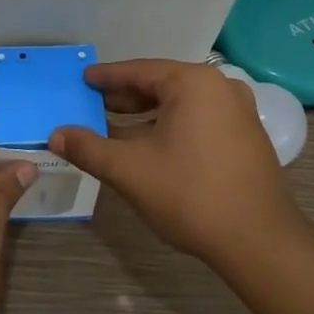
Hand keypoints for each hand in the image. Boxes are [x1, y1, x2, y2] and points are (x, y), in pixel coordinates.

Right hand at [49, 59, 298, 265]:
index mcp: (193, 83)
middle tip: (94, 105)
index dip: (107, 77)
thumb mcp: (129, 170)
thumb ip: (88, 148)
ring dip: (147, 116)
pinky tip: (151, 147)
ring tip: (116, 129)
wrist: (258, 242)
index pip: (139, 71)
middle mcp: (221, 88)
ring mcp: (240, 112)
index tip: (83, 79)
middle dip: (126, 97)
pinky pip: (199, 120)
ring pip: (181, 105)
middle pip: (162, 85)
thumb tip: (55, 135)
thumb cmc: (190, 194)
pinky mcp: (248, 138)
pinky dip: (171, 128)